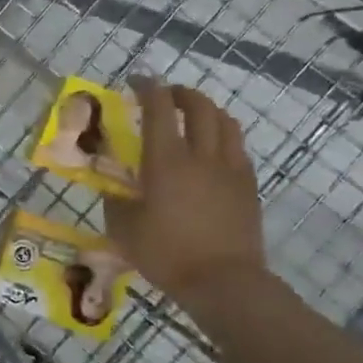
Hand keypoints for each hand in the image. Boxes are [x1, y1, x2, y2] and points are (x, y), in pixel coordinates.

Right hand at [104, 80, 269, 308]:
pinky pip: (237, 148)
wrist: (224, 282)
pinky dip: (223, 137)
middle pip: (198, 106)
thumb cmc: (167, 254)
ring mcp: (229, 169)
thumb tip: (114, 189)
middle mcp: (201, 155)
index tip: (137, 81)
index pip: (158, 108)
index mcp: (166, 160)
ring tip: (193, 118)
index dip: (147, 88)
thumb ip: (116, 202)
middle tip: (166, 97)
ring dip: (207, 111)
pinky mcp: (248, 186)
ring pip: (225, 122)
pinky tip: (213, 152)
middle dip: (180, 93)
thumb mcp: (124, 230)